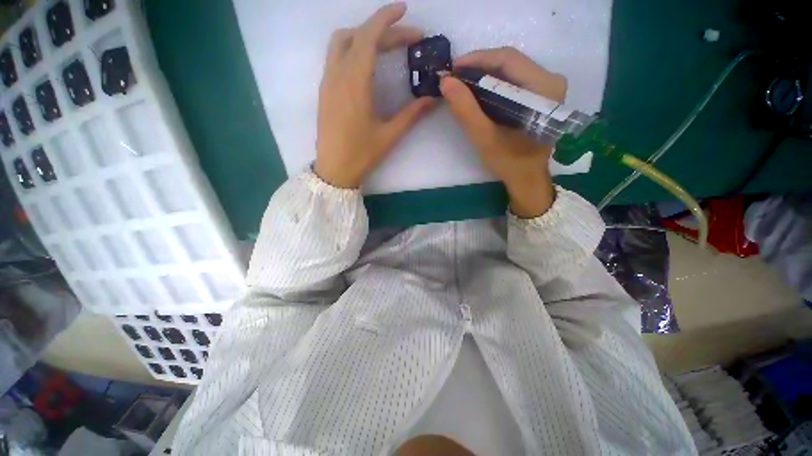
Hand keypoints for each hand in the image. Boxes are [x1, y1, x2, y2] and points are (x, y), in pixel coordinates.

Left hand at [314, 3, 436, 188]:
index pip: (368, 37)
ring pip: (341, 43)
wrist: (334, 170)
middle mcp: (337, 75)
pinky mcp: (324, 91)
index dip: (386, 19)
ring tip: (385, 46)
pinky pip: (335, 58)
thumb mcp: (389, 135)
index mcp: (355, 84)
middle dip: (382, 30)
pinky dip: (352, 49)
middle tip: (406, 39)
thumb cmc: (361, 155)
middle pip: (356, 36)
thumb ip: (412, 114)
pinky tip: (367, 63)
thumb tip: (433, 98)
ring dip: (363, 36)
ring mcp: (327, 82)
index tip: (404, 10)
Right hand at [440, 47, 566, 217]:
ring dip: (484, 75)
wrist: (526, 178)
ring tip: (462, 84)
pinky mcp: (541, 96)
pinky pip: (514, 81)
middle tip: (455, 77)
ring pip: (511, 70)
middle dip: (479, 67)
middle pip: (510, 62)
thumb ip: (465, 109)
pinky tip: (478, 92)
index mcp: (543, 88)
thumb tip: (446, 82)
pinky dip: (493, 84)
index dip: (477, 59)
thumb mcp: (484, 137)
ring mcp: (548, 87)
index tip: (453, 68)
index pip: (508, 59)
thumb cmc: (508, 161)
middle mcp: (551, 80)